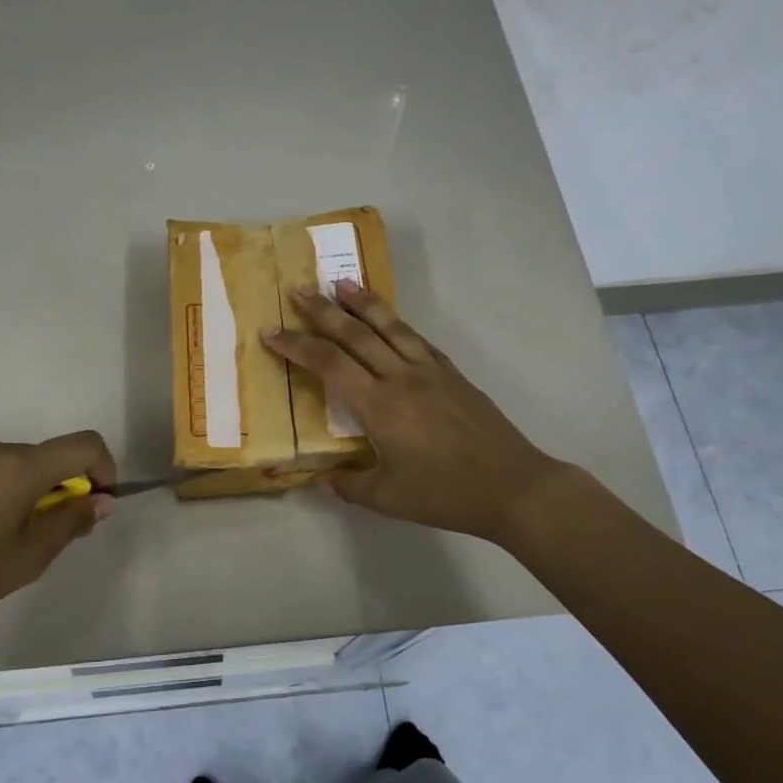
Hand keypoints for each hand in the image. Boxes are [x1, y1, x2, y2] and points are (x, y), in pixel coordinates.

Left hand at [0, 431, 116, 644]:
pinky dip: (6, 489)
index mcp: (18, 466)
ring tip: (15, 536)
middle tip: (57, 532)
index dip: (104, 468)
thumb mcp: (29, 558)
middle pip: (50, 455)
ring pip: (20, 463)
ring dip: (34, 489)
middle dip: (66, 486)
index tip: (98, 503)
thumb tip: (102, 500)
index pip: (84, 445)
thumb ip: (71, 521)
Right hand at [264, 283, 563, 544]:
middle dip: (323, 311)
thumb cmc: (445, 494)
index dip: (296, 346)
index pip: (329, 364)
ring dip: (363, 303)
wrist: (512, 486)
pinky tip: (391, 320)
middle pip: (356, 334)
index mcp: (379, 405)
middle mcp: (401, 378)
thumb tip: (327, 479)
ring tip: (342, 283)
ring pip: (391, 327)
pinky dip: (397, 324)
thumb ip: (350, 485)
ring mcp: (431, 372)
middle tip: (299, 290)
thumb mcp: (388, 499)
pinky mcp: (453, 376)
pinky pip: (418, 340)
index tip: (271, 333)